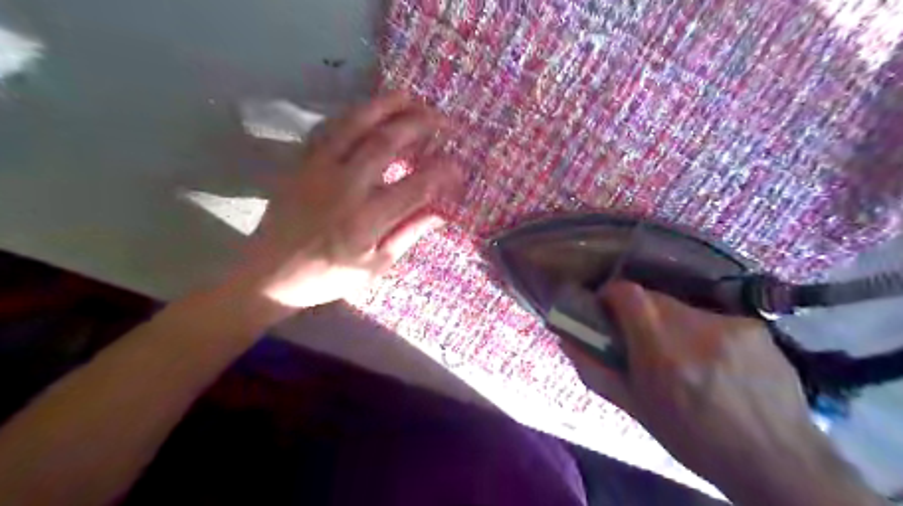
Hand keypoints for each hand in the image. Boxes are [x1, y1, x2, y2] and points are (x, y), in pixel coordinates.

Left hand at [235, 92, 458, 312]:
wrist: (269, 274)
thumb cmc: (328, 276)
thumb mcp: (375, 266)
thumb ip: (408, 234)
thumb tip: (441, 213)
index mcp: (367, 220)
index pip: (415, 187)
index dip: (442, 173)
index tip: (459, 167)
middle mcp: (344, 187)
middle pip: (386, 143)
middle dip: (419, 125)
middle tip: (441, 119)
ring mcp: (318, 170)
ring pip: (354, 125)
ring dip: (385, 106)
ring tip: (409, 98)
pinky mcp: (301, 163)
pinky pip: (327, 128)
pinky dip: (351, 114)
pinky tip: (367, 110)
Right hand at [562, 282, 882, 503]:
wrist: (777, 461)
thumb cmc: (694, 439)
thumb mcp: (637, 409)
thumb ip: (596, 371)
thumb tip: (566, 340)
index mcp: (661, 353)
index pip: (628, 293)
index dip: (612, 294)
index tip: (608, 310)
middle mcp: (695, 329)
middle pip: (653, 298)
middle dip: (640, 313)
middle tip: (644, 341)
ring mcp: (729, 325)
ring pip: (682, 307)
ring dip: (671, 323)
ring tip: (683, 356)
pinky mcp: (754, 327)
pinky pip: (712, 317)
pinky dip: (703, 331)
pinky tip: (716, 361)